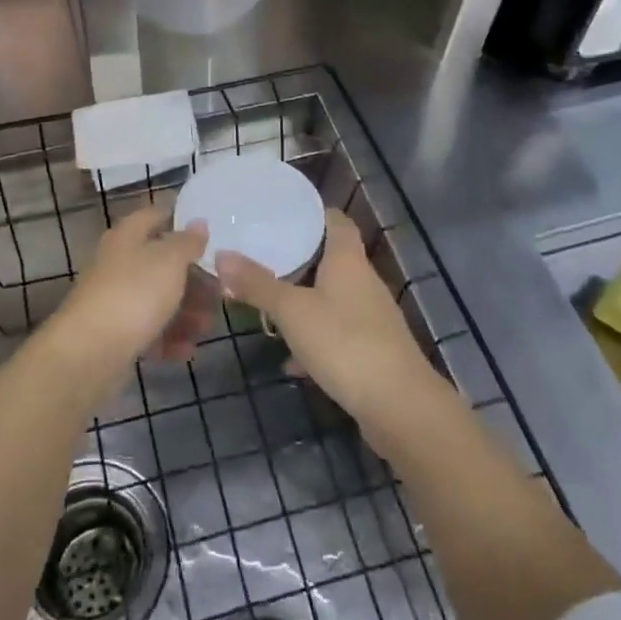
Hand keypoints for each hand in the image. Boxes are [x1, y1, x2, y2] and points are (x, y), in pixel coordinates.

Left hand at [50, 204, 210, 373]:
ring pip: (158, 299)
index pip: (155, 215)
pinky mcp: (116, 335)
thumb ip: (188, 241)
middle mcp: (119, 264)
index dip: (180, 219)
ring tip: (208, 326)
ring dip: (186, 312)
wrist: (90, 353)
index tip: (211, 231)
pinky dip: (170, 339)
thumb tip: (198, 222)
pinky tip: (188, 350)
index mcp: (127, 237)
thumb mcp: (169, 261)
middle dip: (193, 278)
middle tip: (220, 291)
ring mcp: (116, 300)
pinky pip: (149, 331)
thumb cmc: (134, 294)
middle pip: (161, 263)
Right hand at [215, 209, 438, 424]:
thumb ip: (257, 284)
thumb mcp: (292, 311)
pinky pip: (337, 334)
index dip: (312, 214)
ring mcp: (371, 317)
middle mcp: (364, 282)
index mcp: (348, 260)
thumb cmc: (344, 343)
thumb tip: (221, 254)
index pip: (335, 220)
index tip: (281, 214)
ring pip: (332, 299)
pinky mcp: (373, 350)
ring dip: (304, 303)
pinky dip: (315, 341)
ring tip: (269, 309)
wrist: (399, 406)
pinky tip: (292, 362)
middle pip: (331, 259)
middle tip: (262, 260)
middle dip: (298, 260)